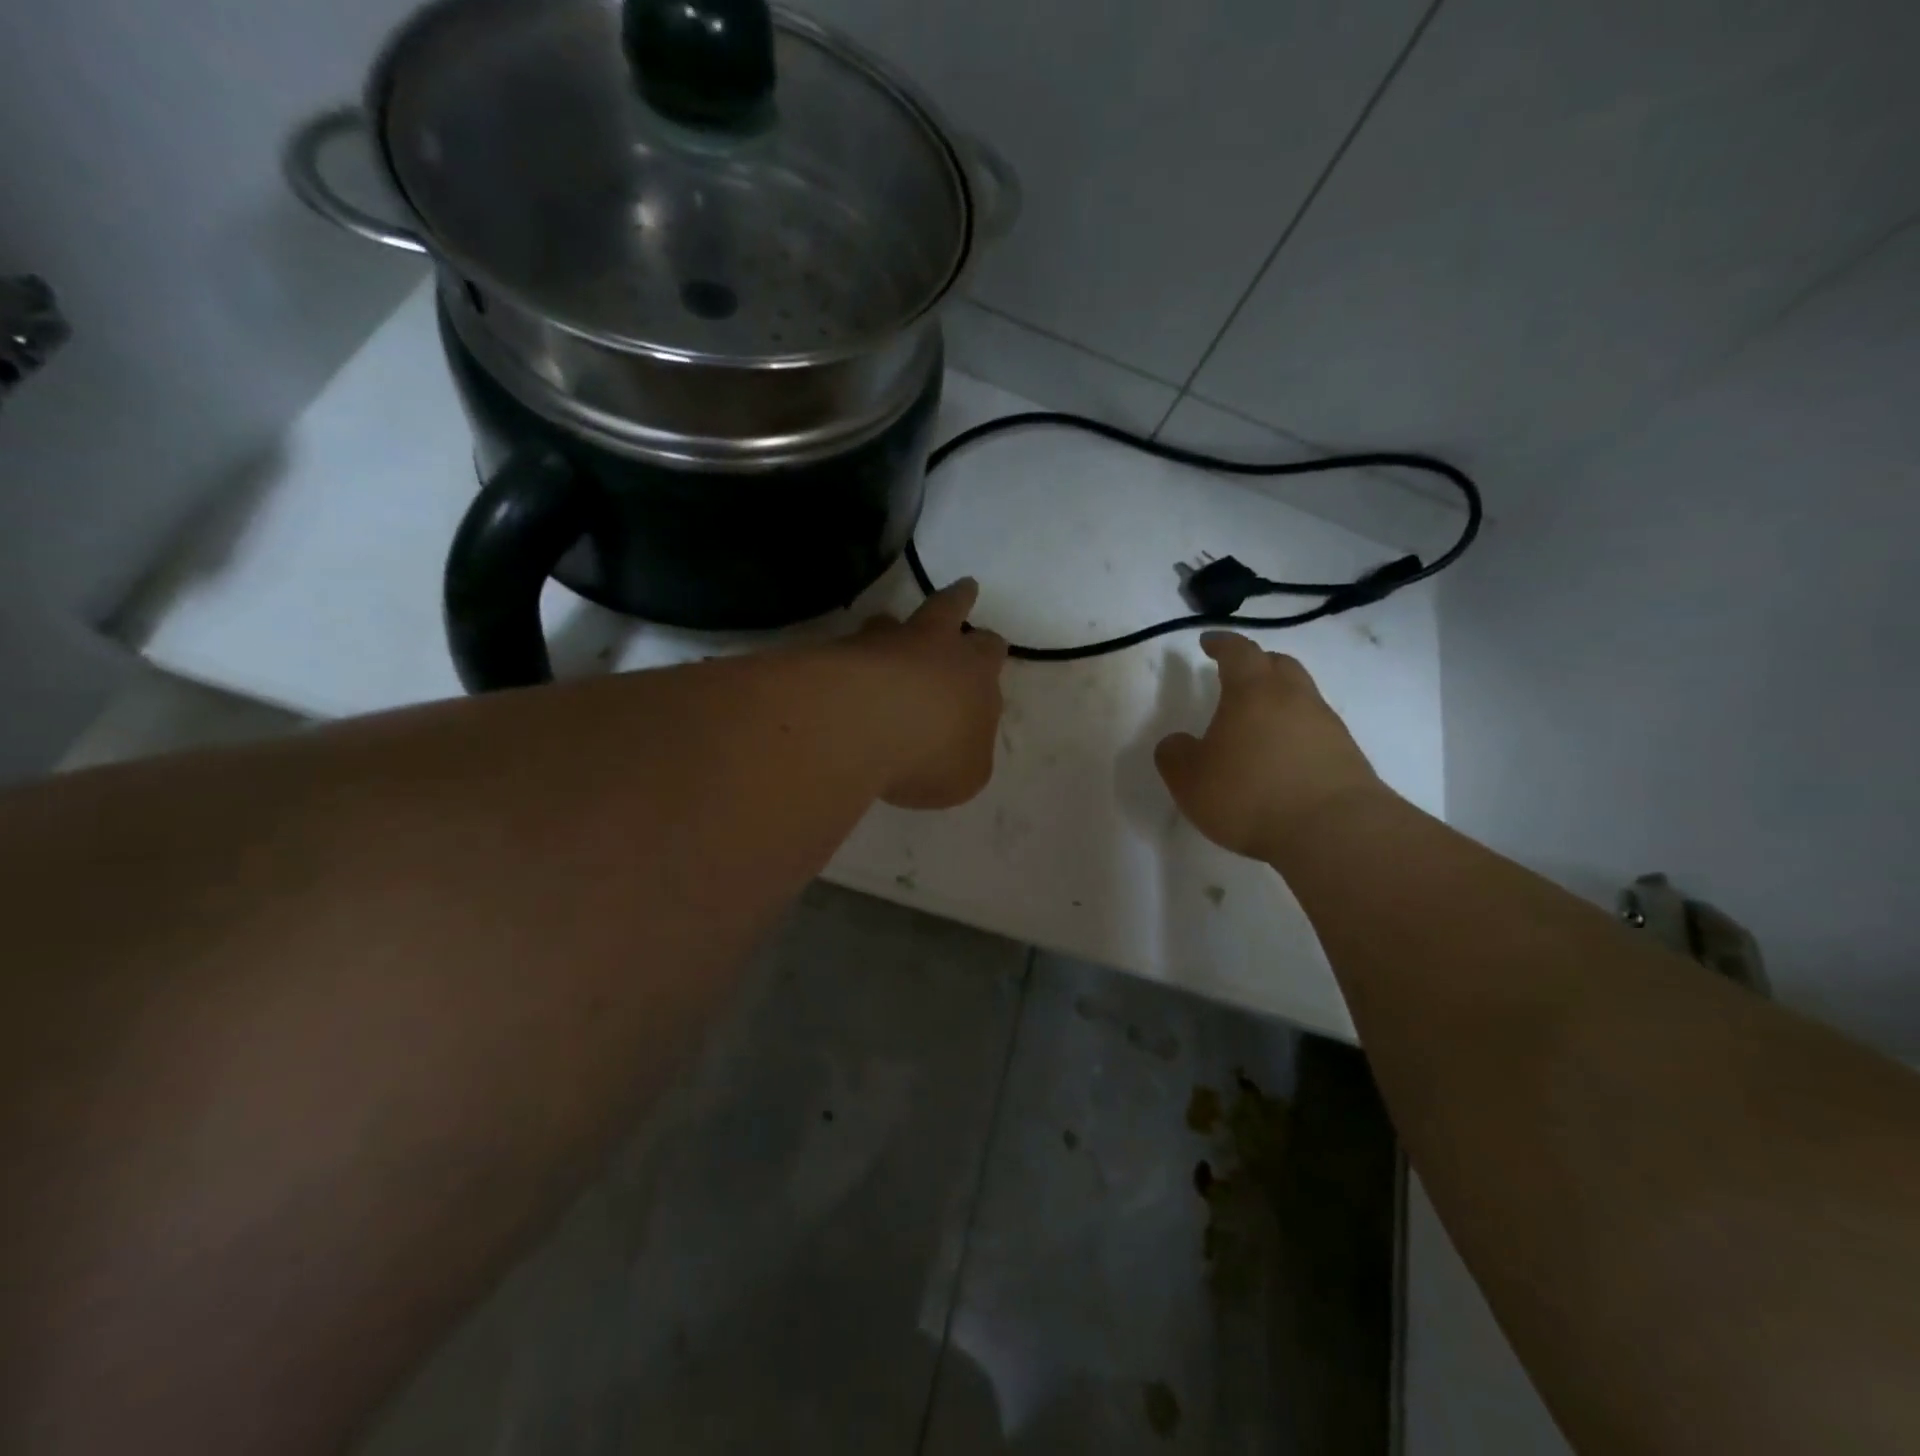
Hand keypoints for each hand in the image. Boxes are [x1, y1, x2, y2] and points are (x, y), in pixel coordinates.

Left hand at [847, 579, 1008, 809]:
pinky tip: (845, 674)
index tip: (991, 649)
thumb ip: (967, 754)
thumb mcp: (966, 774)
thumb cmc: (930, 753)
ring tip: (889, 628)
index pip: (990, 651)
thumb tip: (959, 745)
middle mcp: (932, 647)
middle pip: (950, 609)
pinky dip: (852, 656)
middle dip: (960, 600)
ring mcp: (882, 644)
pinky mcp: (837, 653)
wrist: (860, 725)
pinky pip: (849, 648)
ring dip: (895, 626)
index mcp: (974, 674)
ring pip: (893, 621)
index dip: (990, 651)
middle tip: (966, 588)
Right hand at [1155, 632, 1386, 862]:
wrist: (1334, 831)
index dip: (1221, 643)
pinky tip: (1282, 756)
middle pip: (1278, 664)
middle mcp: (1294, 697)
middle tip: (1237, 673)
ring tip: (1258, 721)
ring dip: (1279, 698)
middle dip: (1256, 663)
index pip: (1237, 651)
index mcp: (1252, 691)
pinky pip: (1315, 729)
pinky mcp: (1346, 755)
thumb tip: (1177, 742)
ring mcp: (1326, 724)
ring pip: (1301, 695)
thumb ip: (1174, 755)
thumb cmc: (1250, 794)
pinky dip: (1295, 731)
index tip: (1208, 641)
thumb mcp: (1190, 779)